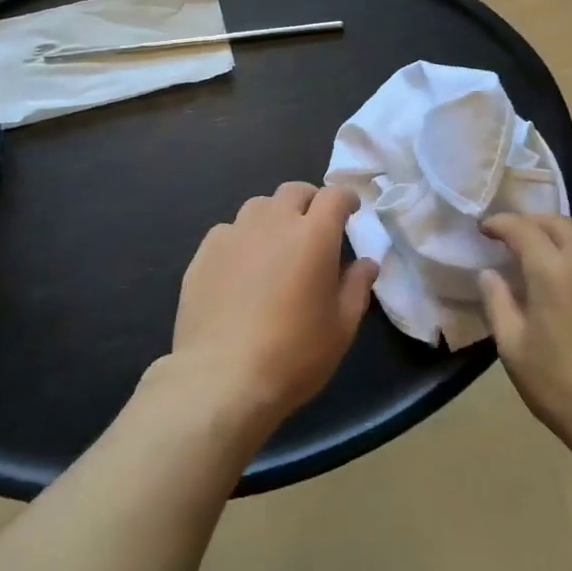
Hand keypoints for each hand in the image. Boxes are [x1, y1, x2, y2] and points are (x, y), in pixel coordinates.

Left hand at [167, 183, 377, 437]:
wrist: (221, 378)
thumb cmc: (293, 354)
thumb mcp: (341, 327)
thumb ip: (357, 287)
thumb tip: (366, 263)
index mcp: (313, 235)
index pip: (334, 195)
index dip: (345, 200)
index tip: (350, 213)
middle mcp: (273, 222)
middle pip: (294, 191)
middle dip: (309, 202)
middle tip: (314, 229)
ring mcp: (234, 233)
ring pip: (258, 206)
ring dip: (274, 217)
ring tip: (276, 246)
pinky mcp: (205, 252)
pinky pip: (229, 231)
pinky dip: (242, 240)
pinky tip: (241, 270)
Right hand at [478, 215, 571, 461]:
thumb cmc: (563, 387)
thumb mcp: (514, 349)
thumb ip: (497, 303)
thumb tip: (489, 273)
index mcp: (553, 269)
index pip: (523, 228)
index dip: (501, 224)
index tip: (486, 229)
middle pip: (559, 223)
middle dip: (533, 223)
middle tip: (515, 237)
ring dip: (563, 235)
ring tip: (549, 252)